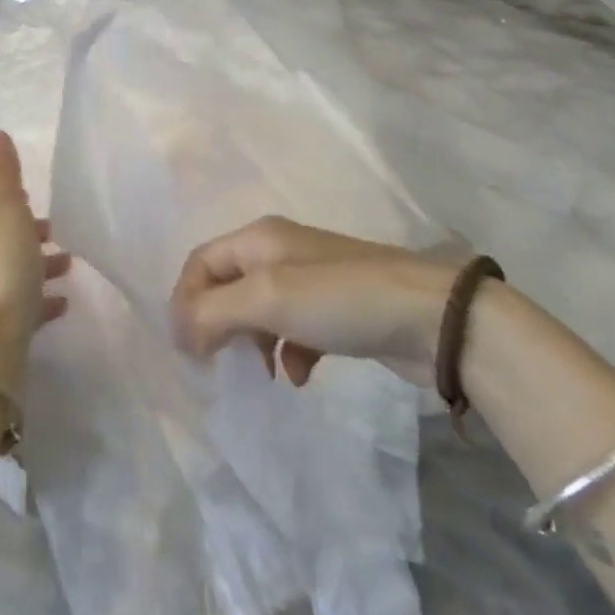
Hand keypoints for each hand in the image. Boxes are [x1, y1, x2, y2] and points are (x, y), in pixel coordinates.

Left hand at [0, 131, 70, 395]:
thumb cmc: (2, 269)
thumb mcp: (6, 210)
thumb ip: (3, 173)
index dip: (0, 195)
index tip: (28, 195)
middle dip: (24, 231)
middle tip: (56, 232)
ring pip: (10, 270)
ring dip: (36, 264)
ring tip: (69, 266)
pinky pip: (20, 307)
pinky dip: (40, 300)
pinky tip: (62, 304)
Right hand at [169, 216, 466, 385]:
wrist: (432, 318)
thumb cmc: (339, 300)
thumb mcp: (268, 299)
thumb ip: (213, 312)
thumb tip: (182, 332)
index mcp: (259, 238)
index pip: (200, 262)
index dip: (184, 301)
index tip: (186, 350)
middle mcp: (279, 251)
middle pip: (227, 285)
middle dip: (215, 323)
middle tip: (215, 362)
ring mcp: (310, 280)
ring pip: (258, 310)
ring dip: (250, 341)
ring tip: (258, 373)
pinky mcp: (336, 310)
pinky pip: (293, 329)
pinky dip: (287, 351)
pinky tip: (299, 375)